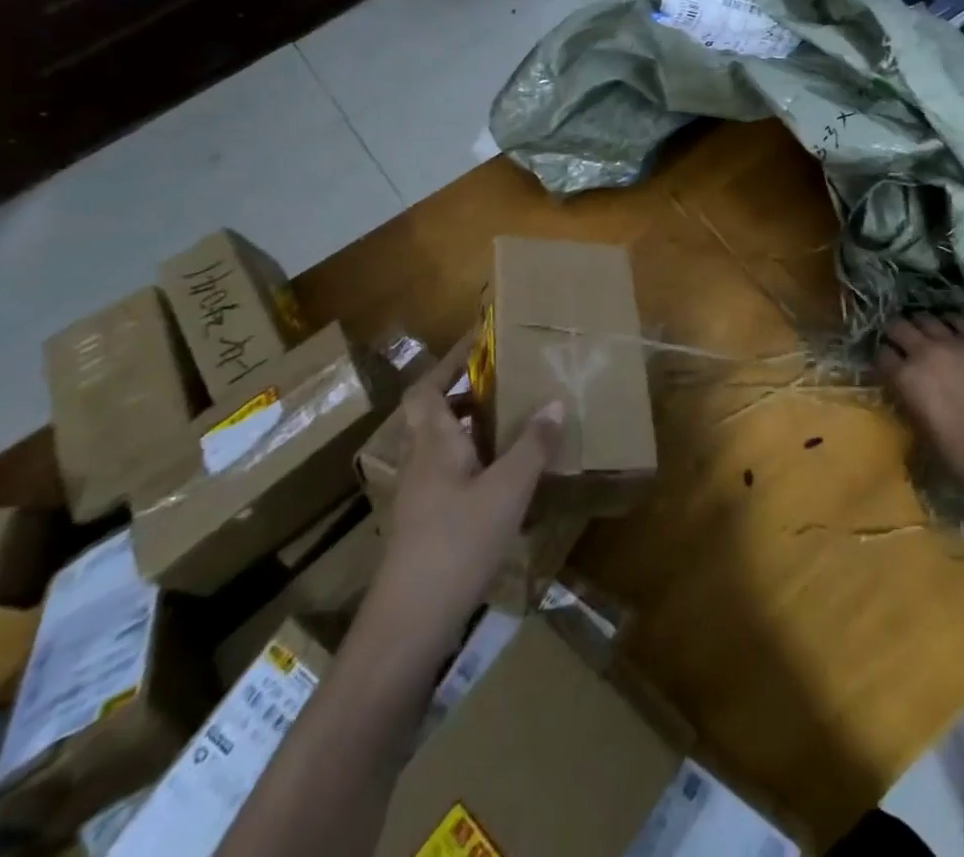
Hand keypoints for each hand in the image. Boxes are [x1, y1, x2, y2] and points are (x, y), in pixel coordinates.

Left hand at [362, 332, 563, 670]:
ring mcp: (420, 497)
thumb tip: (554, 400)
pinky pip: (450, 475)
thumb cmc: (458, 542)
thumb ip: (533, 444)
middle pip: (433, 415)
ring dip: (471, 429)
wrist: (409, 623)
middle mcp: (421, 463)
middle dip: (466, 394)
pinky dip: (474, 463)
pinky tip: (503, 481)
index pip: (427, 388)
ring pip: (442, 447)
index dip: (449, 361)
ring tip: (512, 425)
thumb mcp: (508, 489)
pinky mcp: (426, 526)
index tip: (478, 340)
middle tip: (505, 382)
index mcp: (435, 443)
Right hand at [875, 314, 963, 492]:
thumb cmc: (954, 449)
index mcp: (904, 376)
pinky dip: (951, 323)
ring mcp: (953, 343)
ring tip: (925, 331)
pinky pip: (959, 320)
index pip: (882, 353)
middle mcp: (924, 351)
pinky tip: (952, 331)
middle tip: (900, 339)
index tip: (887, 361)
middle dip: (895, 331)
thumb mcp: (917, 423)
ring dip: (922, 324)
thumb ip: (907, 395)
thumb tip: (906, 385)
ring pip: (927, 317)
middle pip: (898, 325)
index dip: (883, 356)